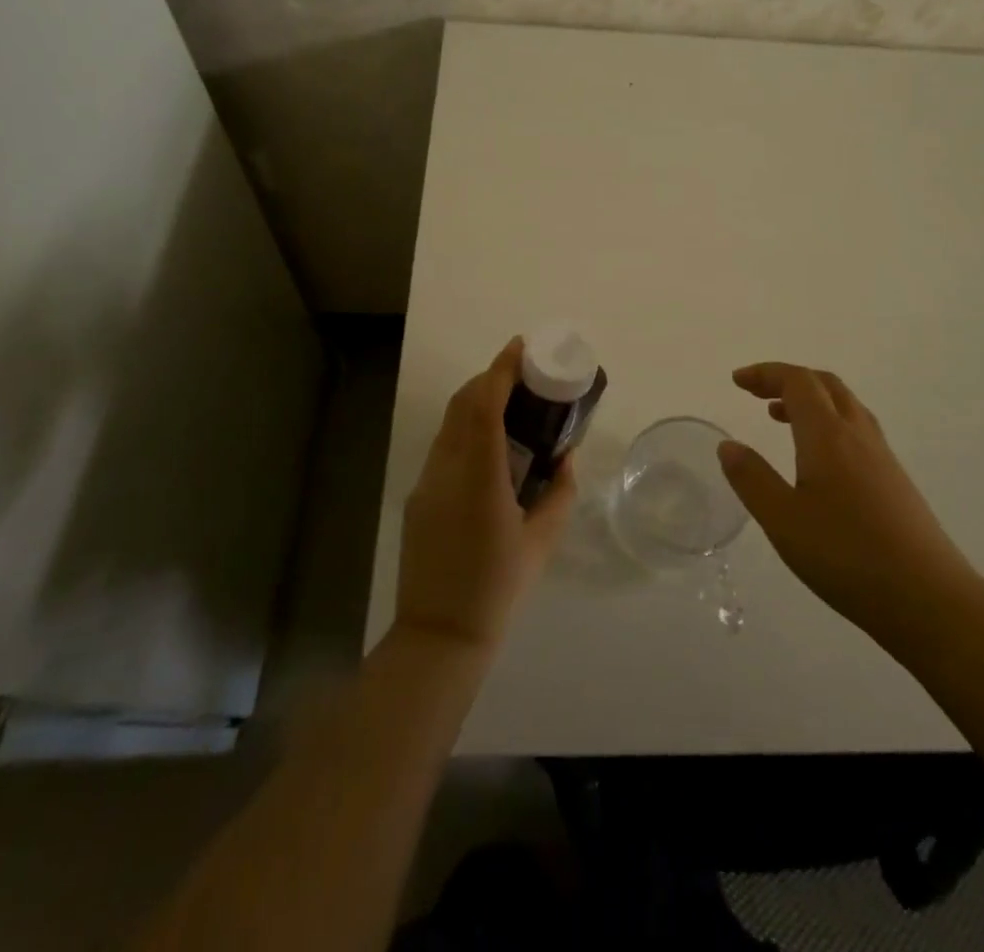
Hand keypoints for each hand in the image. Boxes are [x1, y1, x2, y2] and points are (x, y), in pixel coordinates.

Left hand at [394, 338, 576, 653]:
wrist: (440, 635)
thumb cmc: (498, 588)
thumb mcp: (543, 541)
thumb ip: (560, 493)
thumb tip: (565, 458)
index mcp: (480, 477)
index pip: (485, 406)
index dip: (500, 370)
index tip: (519, 347)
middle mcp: (447, 470)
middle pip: (463, 404)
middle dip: (489, 378)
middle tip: (521, 373)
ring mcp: (427, 482)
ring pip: (450, 424)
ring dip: (476, 402)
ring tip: (509, 404)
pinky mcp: (418, 496)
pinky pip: (444, 447)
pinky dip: (465, 429)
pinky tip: (488, 446)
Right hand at [718, 362, 979, 641]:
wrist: (930, 599)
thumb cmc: (847, 556)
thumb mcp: (783, 521)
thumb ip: (752, 479)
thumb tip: (728, 446)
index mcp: (828, 435)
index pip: (798, 381)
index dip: (766, 373)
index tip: (737, 381)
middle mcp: (858, 435)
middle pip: (825, 384)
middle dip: (788, 379)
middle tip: (756, 393)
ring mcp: (882, 457)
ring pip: (845, 406)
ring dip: (811, 400)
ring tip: (781, 418)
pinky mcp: (896, 481)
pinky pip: (857, 430)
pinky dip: (829, 423)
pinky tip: (819, 460)